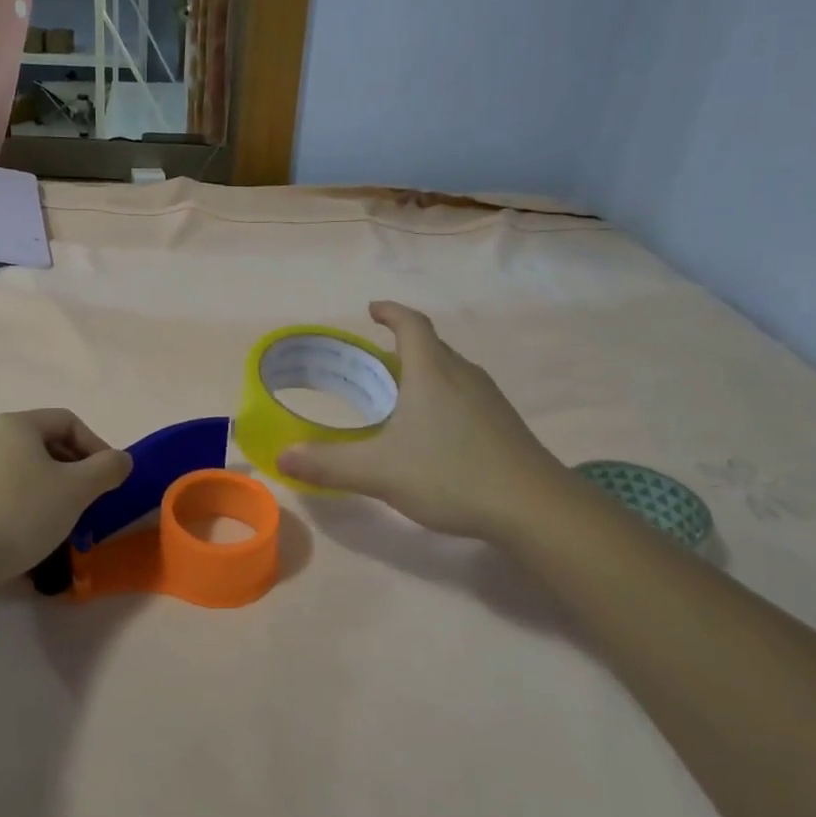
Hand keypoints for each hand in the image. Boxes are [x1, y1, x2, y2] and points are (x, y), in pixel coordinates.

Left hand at [0, 410, 131, 582]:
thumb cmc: (22, 514)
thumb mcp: (77, 489)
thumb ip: (107, 468)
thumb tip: (121, 460)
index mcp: (17, 425)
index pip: (69, 421)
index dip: (97, 446)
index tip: (110, 478)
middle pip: (46, 444)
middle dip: (76, 470)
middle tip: (92, 499)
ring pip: (26, 470)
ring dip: (53, 489)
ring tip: (67, 519)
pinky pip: (5, 492)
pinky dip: (27, 504)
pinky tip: (35, 532)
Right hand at [277, 302, 564, 540]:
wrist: (533, 507)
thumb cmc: (450, 474)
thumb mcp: (379, 471)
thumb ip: (328, 464)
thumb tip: (281, 456)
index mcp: (432, 372)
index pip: (411, 325)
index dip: (391, 312)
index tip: (372, 309)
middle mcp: (463, 375)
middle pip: (431, 347)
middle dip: (402, 346)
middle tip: (373, 362)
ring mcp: (489, 400)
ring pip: (450, 373)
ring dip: (424, 373)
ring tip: (399, 395)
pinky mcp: (504, 425)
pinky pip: (465, 396)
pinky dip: (442, 398)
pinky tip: (433, 432)